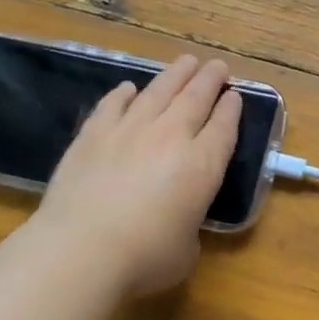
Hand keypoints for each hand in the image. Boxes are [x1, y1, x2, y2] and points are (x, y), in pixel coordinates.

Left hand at [35, 54, 240, 296]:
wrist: (83, 248)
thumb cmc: (145, 258)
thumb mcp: (186, 250)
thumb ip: (189, 226)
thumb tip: (178, 221)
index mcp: (203, 165)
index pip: (224, 128)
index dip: (232, 109)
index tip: (235, 95)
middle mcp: (171, 137)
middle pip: (195, 98)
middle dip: (209, 80)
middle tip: (217, 66)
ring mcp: (130, 130)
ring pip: (159, 92)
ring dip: (175, 75)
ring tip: (186, 62)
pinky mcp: (93, 134)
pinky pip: (114, 104)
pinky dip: (124, 94)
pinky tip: (129, 88)